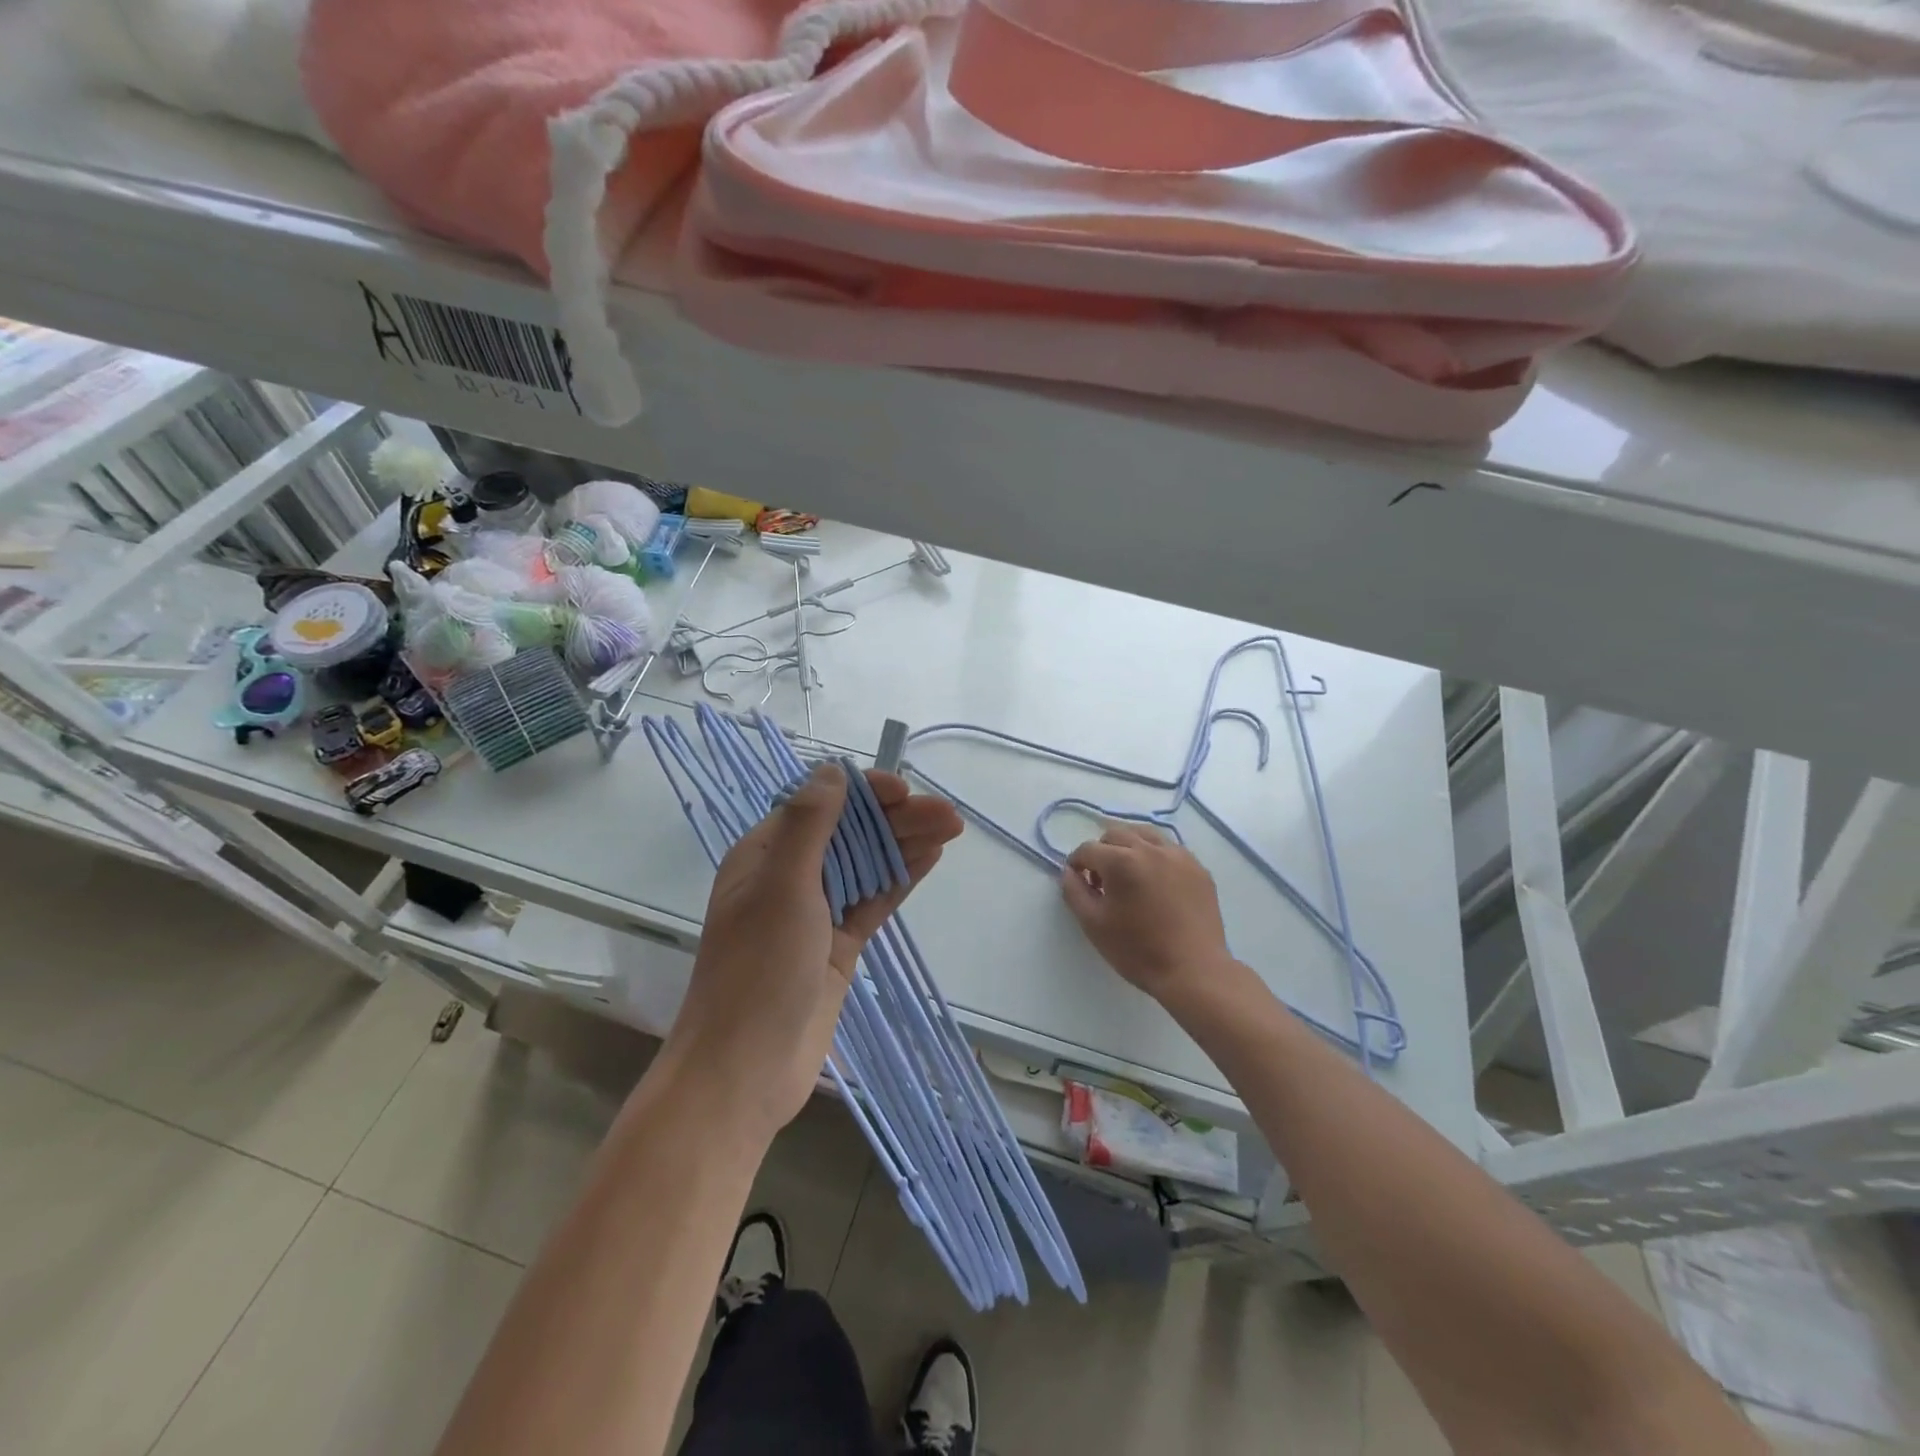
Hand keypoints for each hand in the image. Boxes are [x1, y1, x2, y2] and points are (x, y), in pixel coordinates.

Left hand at [668, 762, 963, 1142]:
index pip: (820, 806)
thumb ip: (809, 826)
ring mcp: (816, 913)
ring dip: (906, 844)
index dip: (863, 793)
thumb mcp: (781, 888)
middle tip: (949, 814)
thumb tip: (831, 771)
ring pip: (867, 865)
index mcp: (765, 855)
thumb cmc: (758, 971)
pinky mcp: (838, 945)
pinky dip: (900, 879)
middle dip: (897, 819)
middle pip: (850, 834)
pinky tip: (930, 858)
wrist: (744, 1071)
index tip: (903, 791)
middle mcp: (790, 877)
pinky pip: (873, 900)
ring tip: (952, 828)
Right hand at [1059, 824, 1232, 1002]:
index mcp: (1121, 861)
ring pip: (1146, 834)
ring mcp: (1178, 856)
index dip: (1077, 863)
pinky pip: (1169, 849)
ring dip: (1129, 847)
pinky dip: (1155, 856)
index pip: (1088, 849)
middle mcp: (1150, 849)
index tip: (1078, 881)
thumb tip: (1069, 872)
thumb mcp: (1093, 925)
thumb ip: (1074, 892)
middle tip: (1102, 880)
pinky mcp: (1198, 868)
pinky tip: (1156, 882)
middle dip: (1102, 851)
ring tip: (1129, 874)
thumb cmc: (1138, 950)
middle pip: (1116, 834)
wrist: (1194, 971)